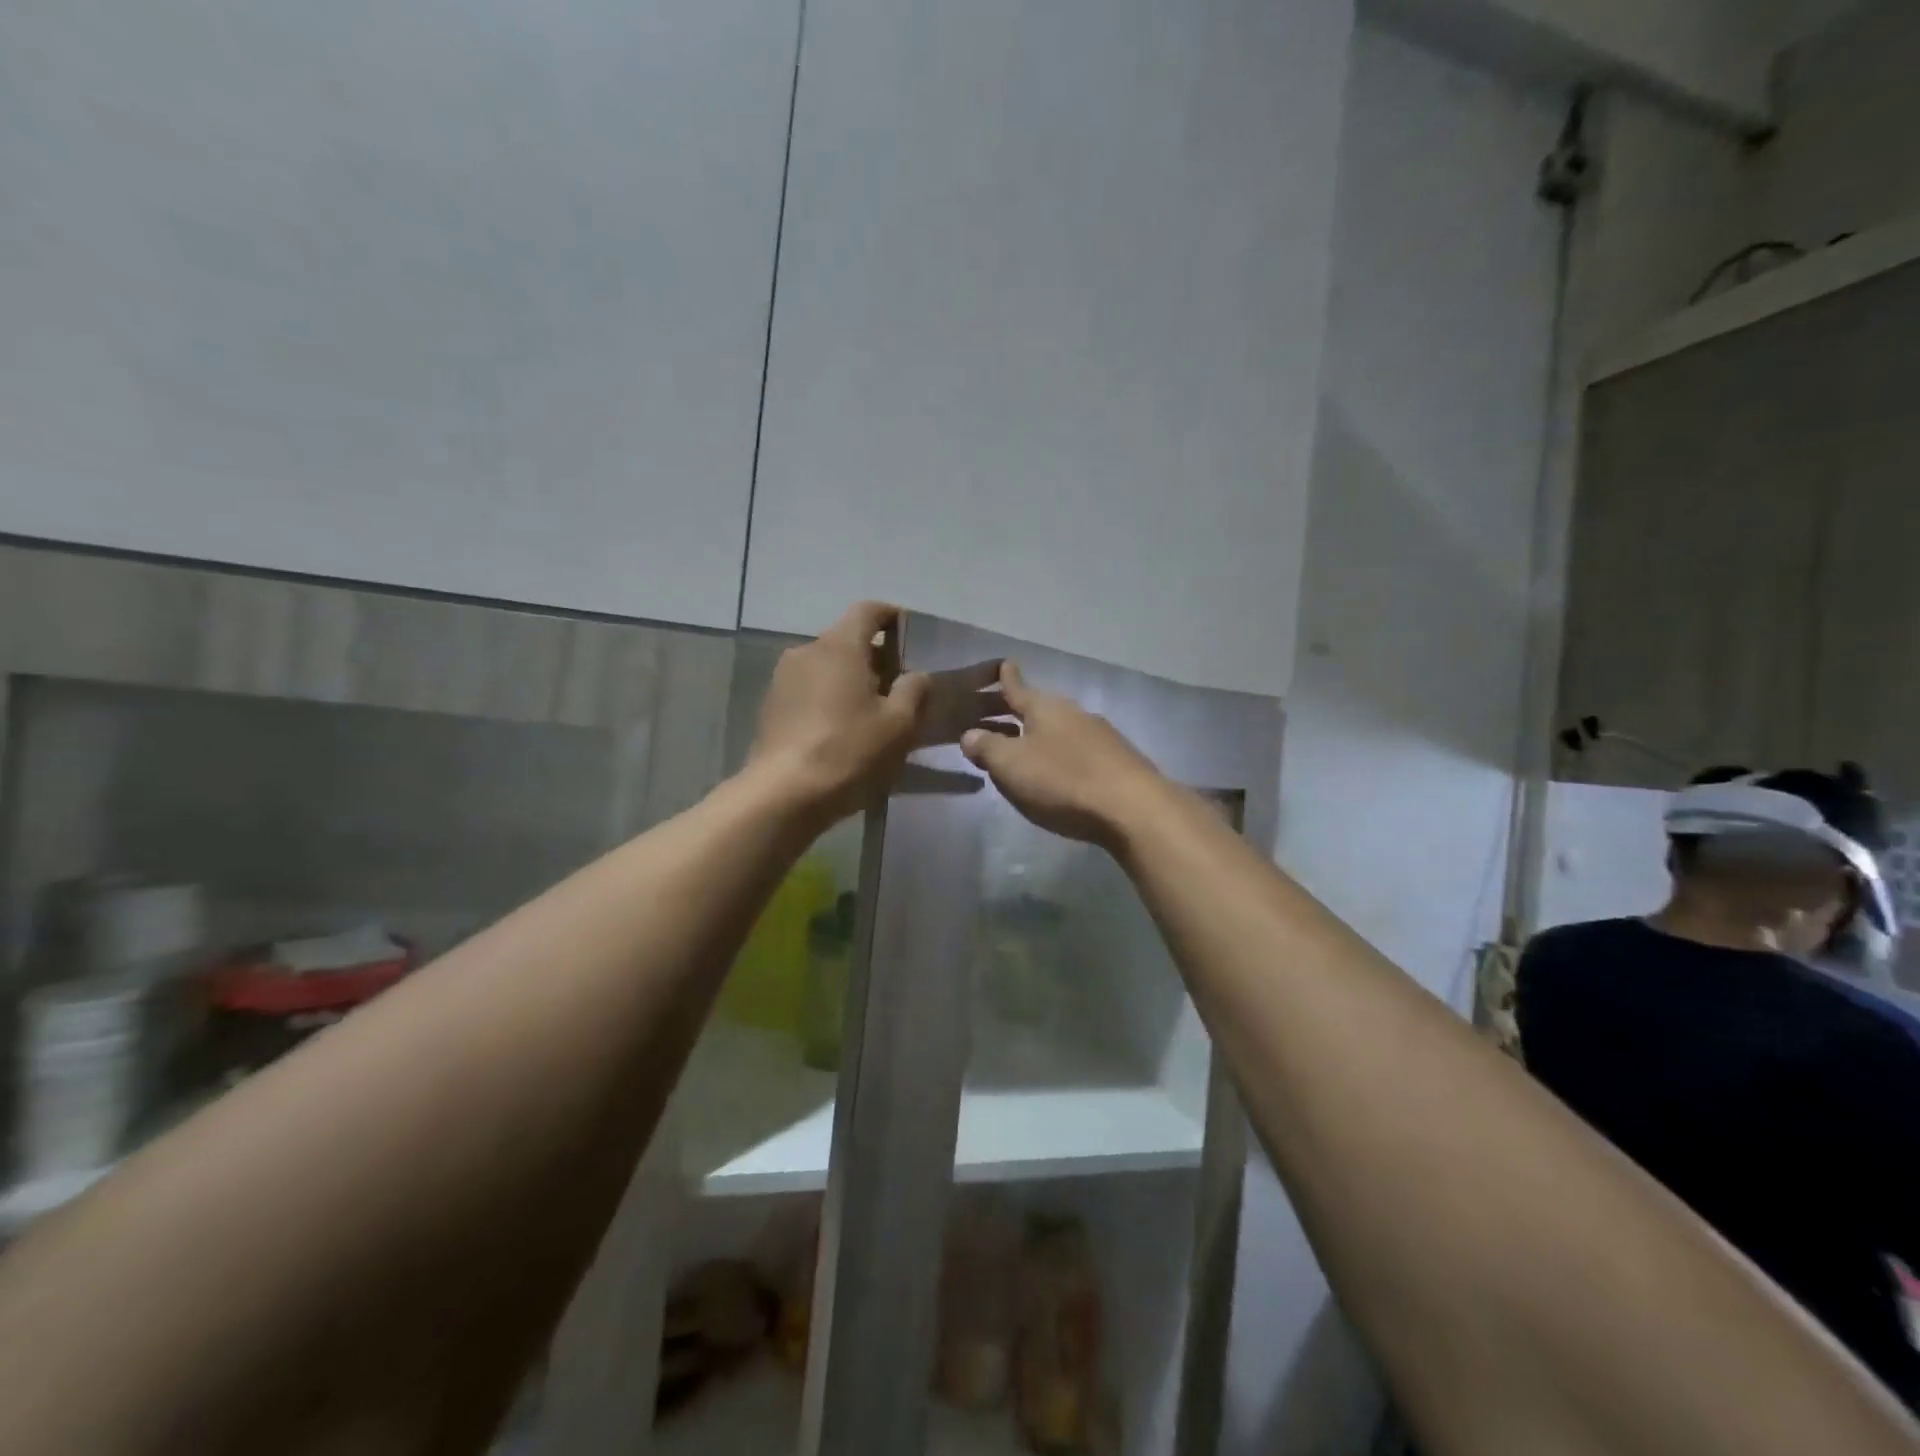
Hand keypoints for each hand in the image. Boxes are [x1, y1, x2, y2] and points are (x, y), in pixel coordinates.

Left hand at [748, 603, 1008, 824]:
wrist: (783, 794)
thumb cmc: (849, 751)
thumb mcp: (899, 724)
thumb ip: (915, 690)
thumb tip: (918, 674)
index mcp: (840, 645)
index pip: (869, 611)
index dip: (893, 617)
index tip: (912, 636)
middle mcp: (807, 651)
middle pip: (847, 640)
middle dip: (876, 656)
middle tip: (902, 685)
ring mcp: (783, 678)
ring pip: (827, 666)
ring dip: (852, 679)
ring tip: (873, 711)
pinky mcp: (771, 706)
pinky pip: (809, 689)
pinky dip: (830, 698)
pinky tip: (843, 730)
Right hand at [958, 662, 1167, 848]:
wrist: (1132, 807)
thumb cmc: (1062, 780)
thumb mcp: (1011, 765)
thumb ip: (986, 748)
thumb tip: (970, 734)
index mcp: (1044, 708)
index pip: (1017, 688)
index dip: (1007, 679)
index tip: (1004, 663)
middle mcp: (1073, 713)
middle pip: (1041, 709)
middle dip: (1022, 712)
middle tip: (1002, 717)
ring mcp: (1100, 736)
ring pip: (1063, 729)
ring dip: (1044, 737)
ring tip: (1028, 749)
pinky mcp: (1117, 761)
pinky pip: (1081, 751)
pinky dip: (1065, 757)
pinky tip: (1062, 774)